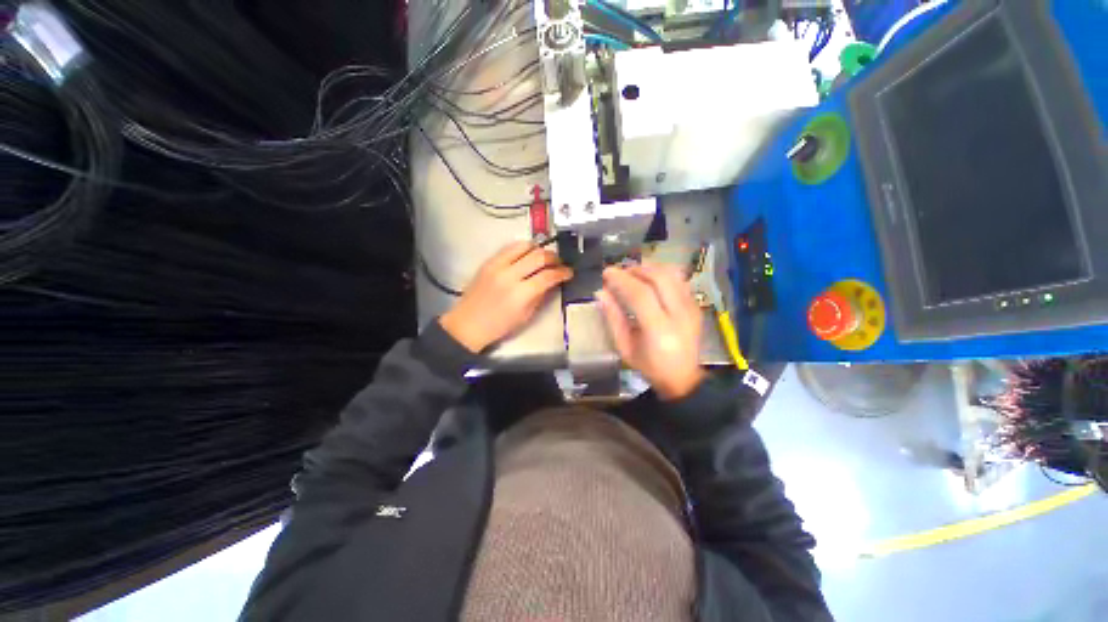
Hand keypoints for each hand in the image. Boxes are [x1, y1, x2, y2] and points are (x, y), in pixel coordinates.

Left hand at [440, 241, 572, 352]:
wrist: (468, 323)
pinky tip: (527, 254)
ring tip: (544, 257)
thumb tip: (553, 282)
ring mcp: (497, 265)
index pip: (548, 276)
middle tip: (559, 263)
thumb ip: (541, 296)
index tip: (569, 272)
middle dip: (554, 257)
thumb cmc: (499, 325)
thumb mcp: (526, 316)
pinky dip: (523, 248)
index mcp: (521, 294)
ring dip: (539, 249)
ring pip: (525, 246)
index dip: (563, 272)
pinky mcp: (489, 261)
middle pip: (539, 256)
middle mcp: (510, 275)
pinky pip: (510, 247)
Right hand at [596, 263, 705, 400]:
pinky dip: (662, 274)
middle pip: (659, 278)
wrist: (683, 378)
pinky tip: (650, 280)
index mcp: (660, 330)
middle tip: (620, 272)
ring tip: (633, 273)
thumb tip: (601, 293)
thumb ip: (613, 318)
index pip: (640, 295)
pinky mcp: (696, 305)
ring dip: (649, 268)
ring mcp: (692, 308)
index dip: (622, 280)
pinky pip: (680, 280)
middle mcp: (680, 315)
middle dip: (635, 270)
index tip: (606, 272)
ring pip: (672, 275)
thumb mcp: (625, 348)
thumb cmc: (649, 366)